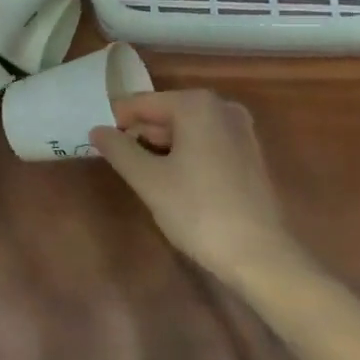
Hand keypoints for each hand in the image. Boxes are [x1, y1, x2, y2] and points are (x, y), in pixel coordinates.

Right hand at [90, 90, 295, 281]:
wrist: (262, 257)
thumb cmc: (199, 211)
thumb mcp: (149, 181)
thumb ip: (119, 150)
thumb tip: (97, 129)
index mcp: (195, 104)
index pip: (142, 103)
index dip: (118, 122)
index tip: (100, 142)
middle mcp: (220, 106)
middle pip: (166, 114)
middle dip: (143, 136)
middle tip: (123, 165)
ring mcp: (240, 129)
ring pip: (187, 130)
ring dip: (165, 148)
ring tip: (147, 178)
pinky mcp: (250, 154)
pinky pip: (207, 143)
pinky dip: (188, 156)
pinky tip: (178, 185)